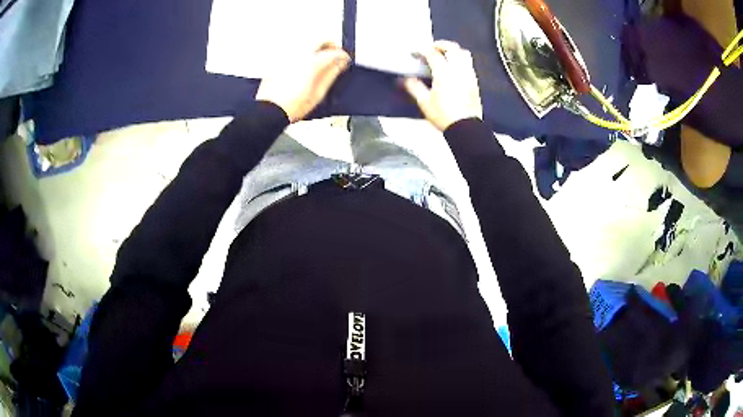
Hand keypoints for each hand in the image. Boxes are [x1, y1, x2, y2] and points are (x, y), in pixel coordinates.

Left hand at [256, 42, 350, 122]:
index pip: (335, 52)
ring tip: (320, 58)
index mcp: (312, 62)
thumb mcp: (319, 93)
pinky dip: (303, 53)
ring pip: (306, 42)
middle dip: (330, 45)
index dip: (343, 56)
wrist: (270, 111)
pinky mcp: (278, 60)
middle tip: (334, 54)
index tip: (344, 60)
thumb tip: (339, 64)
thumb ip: (331, 74)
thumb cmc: (291, 105)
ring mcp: (287, 56)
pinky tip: (304, 63)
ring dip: (316, 46)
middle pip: (320, 40)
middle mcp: (299, 54)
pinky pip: (294, 50)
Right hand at [403, 41, 482, 131]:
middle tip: (432, 48)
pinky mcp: (475, 82)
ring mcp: (469, 75)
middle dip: (441, 44)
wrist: (466, 127)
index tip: (415, 52)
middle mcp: (458, 69)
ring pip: (464, 53)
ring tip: (445, 56)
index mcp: (444, 72)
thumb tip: (403, 79)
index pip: (432, 53)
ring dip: (453, 51)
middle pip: (452, 47)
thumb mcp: (424, 102)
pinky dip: (461, 60)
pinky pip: (469, 64)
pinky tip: (454, 69)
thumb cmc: (444, 115)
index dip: (422, 50)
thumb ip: (413, 87)